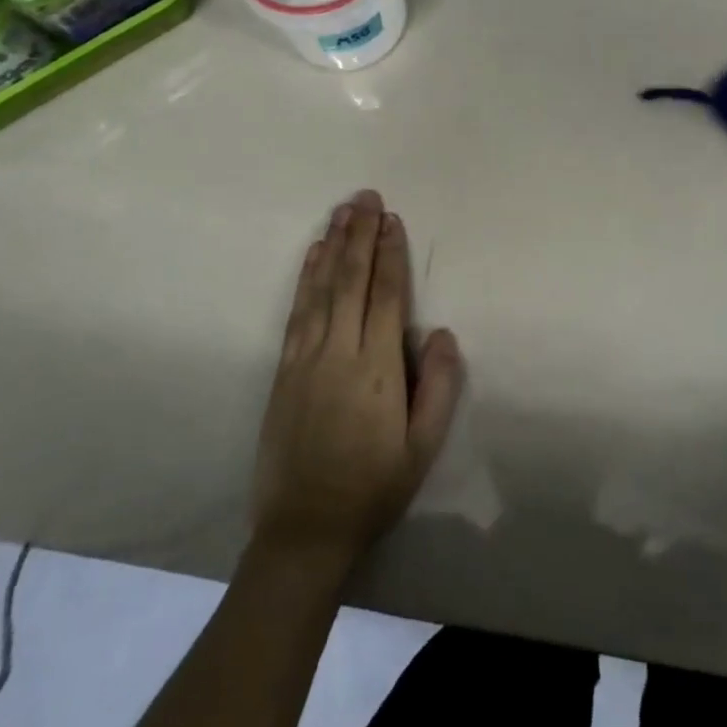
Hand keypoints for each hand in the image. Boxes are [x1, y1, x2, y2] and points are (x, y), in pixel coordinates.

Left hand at [251, 190, 464, 580]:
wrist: (305, 530)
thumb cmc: (373, 488)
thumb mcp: (422, 448)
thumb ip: (437, 387)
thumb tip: (442, 332)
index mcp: (377, 369)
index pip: (386, 296)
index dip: (390, 254)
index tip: (392, 220)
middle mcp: (339, 352)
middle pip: (352, 281)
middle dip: (361, 235)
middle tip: (366, 197)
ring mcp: (306, 358)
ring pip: (322, 289)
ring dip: (333, 245)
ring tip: (342, 211)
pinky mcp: (284, 369)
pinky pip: (298, 311)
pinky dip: (306, 277)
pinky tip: (313, 254)